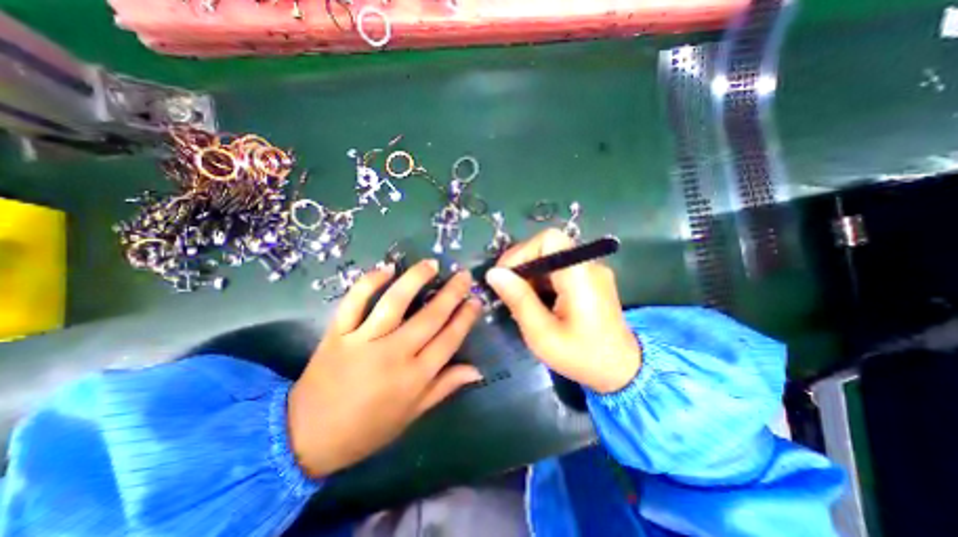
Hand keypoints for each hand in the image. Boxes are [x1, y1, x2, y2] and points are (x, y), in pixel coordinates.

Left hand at [284, 260, 479, 477]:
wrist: (307, 437)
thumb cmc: (367, 428)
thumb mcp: (412, 414)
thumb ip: (445, 387)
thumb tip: (477, 370)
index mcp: (415, 377)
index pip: (450, 338)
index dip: (466, 317)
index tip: (476, 300)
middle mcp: (394, 354)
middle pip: (430, 316)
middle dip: (452, 293)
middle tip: (463, 275)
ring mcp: (364, 341)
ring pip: (395, 302)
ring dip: (416, 279)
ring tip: (432, 264)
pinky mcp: (338, 333)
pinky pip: (355, 301)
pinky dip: (370, 282)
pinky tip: (386, 269)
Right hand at [489, 229, 638, 392]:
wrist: (622, 371)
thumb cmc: (581, 356)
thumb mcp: (542, 334)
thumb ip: (518, 300)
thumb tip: (493, 273)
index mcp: (580, 275)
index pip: (548, 240)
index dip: (522, 252)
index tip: (505, 277)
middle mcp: (588, 265)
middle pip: (548, 246)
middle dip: (523, 264)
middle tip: (508, 290)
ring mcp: (590, 271)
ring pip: (551, 257)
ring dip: (531, 273)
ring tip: (521, 300)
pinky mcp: (589, 279)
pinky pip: (559, 268)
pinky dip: (542, 280)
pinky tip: (537, 301)